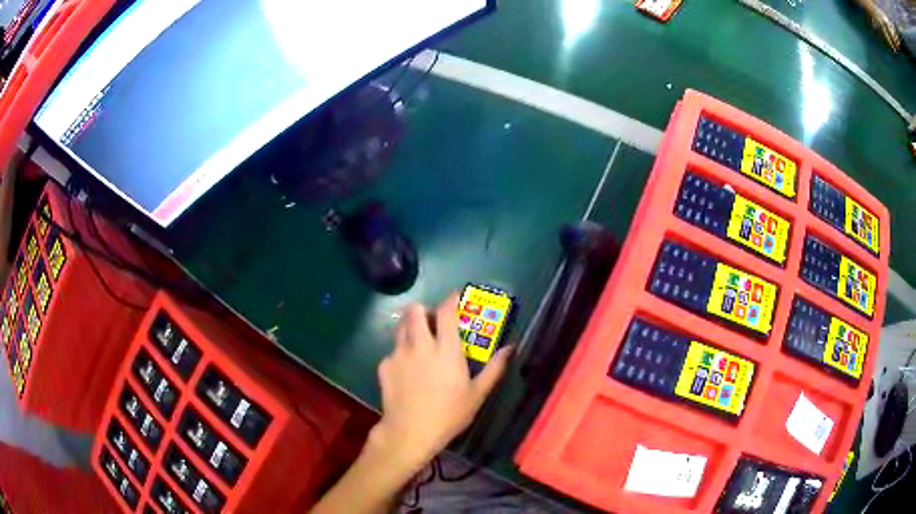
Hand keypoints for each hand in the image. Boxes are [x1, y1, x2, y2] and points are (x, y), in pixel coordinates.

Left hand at [368, 293, 511, 475]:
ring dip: (410, 327)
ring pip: (401, 326)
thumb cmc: (449, 414)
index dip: (451, 299)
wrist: (410, 432)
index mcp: (446, 349)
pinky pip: (393, 350)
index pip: (446, 311)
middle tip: (432, 323)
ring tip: (419, 343)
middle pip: (415, 310)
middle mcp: (420, 344)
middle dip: (424, 310)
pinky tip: (407, 372)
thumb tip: (511, 347)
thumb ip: (495, 368)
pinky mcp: (384, 365)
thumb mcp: (477, 394)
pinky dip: (401, 353)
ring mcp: (398, 353)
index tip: (455, 297)